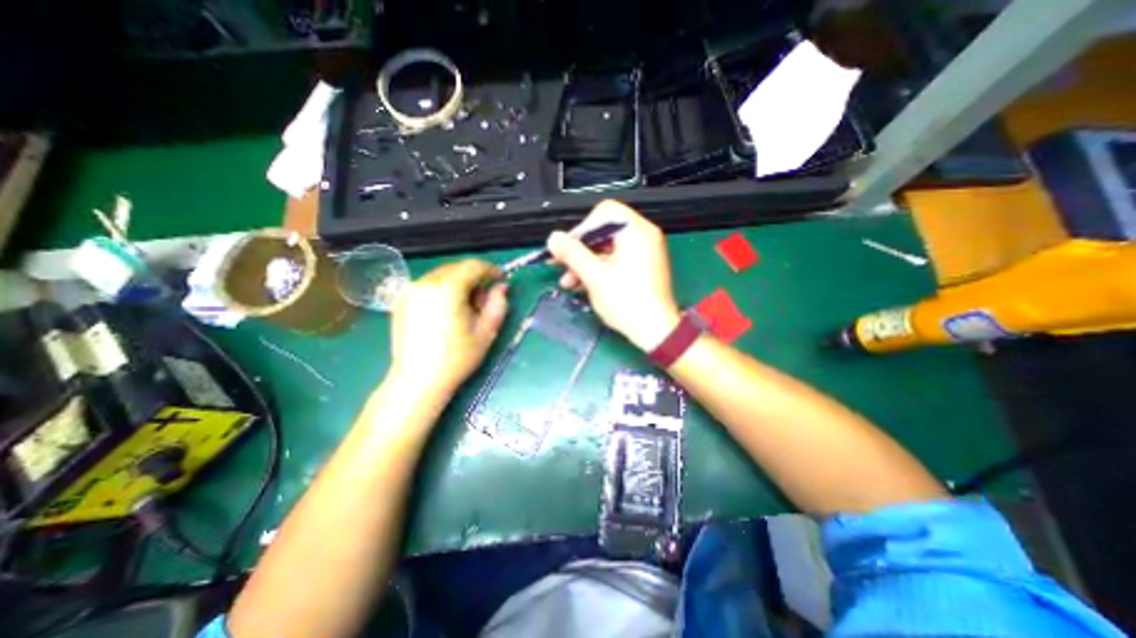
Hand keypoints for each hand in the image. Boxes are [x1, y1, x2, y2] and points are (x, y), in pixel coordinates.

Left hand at [390, 259, 509, 394]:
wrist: (417, 380)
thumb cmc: (456, 358)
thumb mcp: (486, 331)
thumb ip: (498, 304)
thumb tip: (502, 287)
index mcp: (447, 289)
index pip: (473, 266)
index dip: (491, 270)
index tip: (501, 280)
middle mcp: (425, 283)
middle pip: (457, 268)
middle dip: (475, 278)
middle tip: (484, 300)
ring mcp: (410, 291)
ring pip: (442, 275)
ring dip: (459, 284)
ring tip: (466, 308)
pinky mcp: (402, 301)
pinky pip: (428, 285)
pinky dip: (443, 290)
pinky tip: (447, 312)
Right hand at [548, 200, 678, 348]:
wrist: (655, 332)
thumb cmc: (627, 302)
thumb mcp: (594, 276)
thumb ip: (572, 254)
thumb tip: (553, 238)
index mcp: (636, 231)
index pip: (604, 212)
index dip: (581, 228)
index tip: (566, 248)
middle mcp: (643, 236)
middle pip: (603, 231)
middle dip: (579, 249)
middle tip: (560, 265)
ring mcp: (643, 252)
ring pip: (606, 248)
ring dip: (585, 262)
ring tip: (568, 282)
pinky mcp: (641, 267)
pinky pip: (615, 260)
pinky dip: (598, 269)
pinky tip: (582, 284)